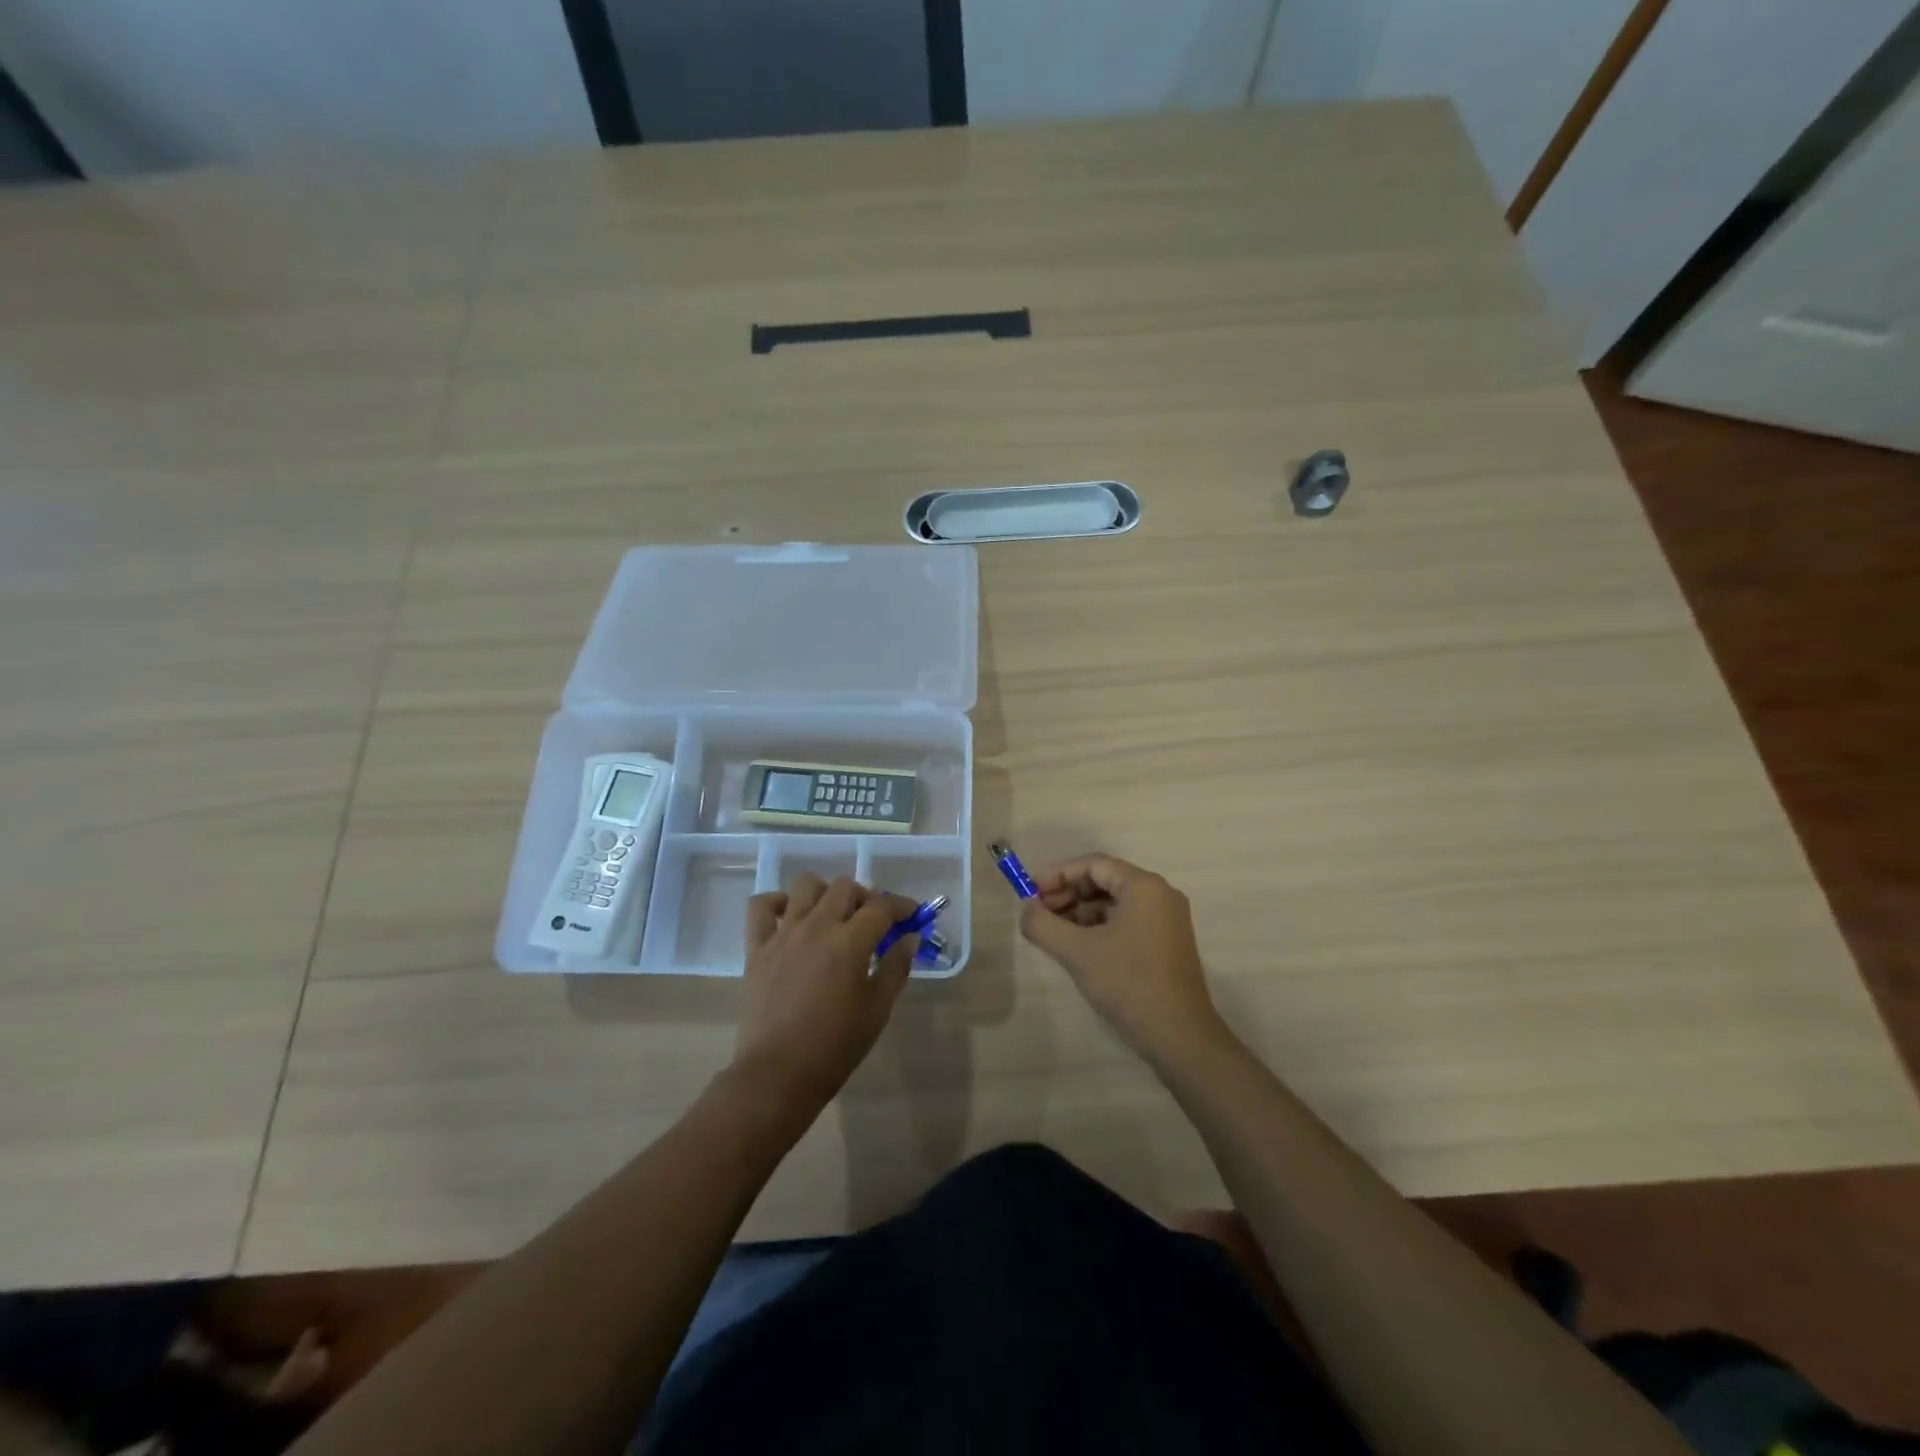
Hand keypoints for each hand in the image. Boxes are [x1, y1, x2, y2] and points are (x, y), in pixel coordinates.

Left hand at [732, 874, 917, 1108]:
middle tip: (873, 920)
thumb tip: (909, 938)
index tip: (912, 916)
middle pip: (844, 887)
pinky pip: (760, 907)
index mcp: (850, 942)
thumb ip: (896, 967)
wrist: (778, 1074)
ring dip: (825, 892)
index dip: (902, 906)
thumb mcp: (878, 1009)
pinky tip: (789, 917)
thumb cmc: (835, 1046)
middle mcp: (816, 926)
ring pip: (805, 885)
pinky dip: (776, 903)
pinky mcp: (757, 948)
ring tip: (833, 915)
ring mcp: (783, 934)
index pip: (882, 906)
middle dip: (866, 897)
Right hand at [1019, 854, 1227, 1063]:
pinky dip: (1098, 928)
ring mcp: (1166, 921)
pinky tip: (1077, 947)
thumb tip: (1025, 910)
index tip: (1030, 892)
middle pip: (1104, 880)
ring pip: (1114, 903)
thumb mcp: (1077, 952)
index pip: (1093, 864)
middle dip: (1068, 894)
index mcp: (1144, 886)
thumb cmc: (1128, 983)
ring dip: (1080, 912)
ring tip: (1052, 932)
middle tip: (1038, 913)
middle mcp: (1160, 895)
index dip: (1058, 874)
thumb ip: (1043, 924)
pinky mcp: (1166, 944)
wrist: (1179, 1037)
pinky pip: (1126, 922)